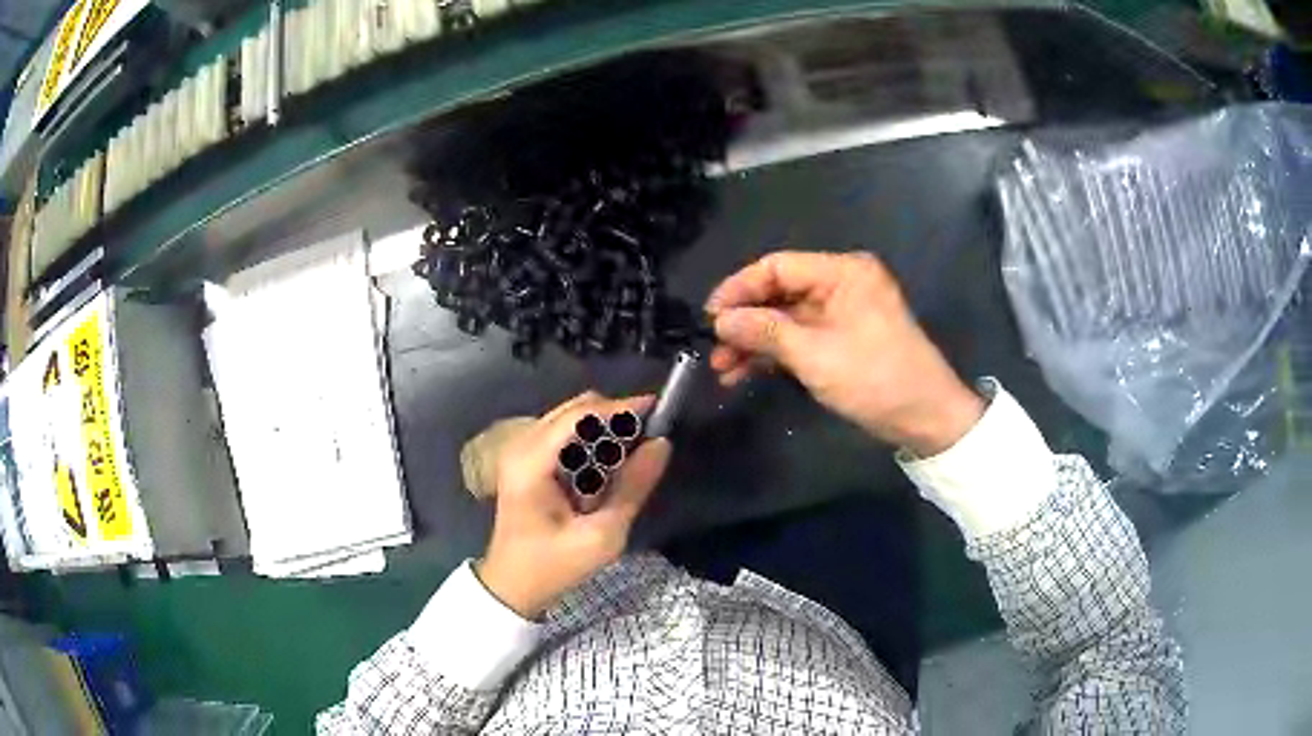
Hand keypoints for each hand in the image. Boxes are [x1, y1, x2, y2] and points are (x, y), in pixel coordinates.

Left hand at [477, 392, 671, 617]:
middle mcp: (521, 444)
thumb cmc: (554, 565)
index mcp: (532, 462)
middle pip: (575, 409)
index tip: (657, 408)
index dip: (620, 408)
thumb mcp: (602, 535)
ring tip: (631, 455)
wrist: (512, 585)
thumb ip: (633, 487)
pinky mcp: (525, 459)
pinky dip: (589, 441)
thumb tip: (662, 444)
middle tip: (649, 436)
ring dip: (603, 429)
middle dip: (614, 417)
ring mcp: (519, 450)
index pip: (580, 416)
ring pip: (570, 418)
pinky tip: (605, 467)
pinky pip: (564, 433)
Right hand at [706, 251, 983, 455]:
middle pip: (779, 292)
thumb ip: (765, 331)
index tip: (709, 317)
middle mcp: (841, 283)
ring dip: (755, 342)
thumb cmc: (876, 379)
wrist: (926, 418)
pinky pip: (800, 337)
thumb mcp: (816, 356)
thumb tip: (719, 320)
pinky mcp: (842, 338)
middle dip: (745, 321)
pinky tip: (746, 373)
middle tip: (714, 350)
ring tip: (724, 370)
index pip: (777, 266)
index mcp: (843, 272)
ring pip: (786, 318)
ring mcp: (842, 312)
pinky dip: (775, 354)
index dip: (739, 288)